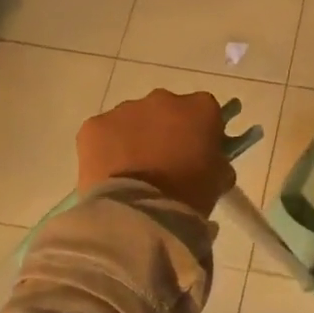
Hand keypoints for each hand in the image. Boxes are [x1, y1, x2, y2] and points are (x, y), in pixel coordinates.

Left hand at [76, 89, 236, 216]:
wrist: (140, 213)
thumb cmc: (189, 195)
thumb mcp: (219, 179)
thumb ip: (217, 161)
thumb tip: (210, 161)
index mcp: (200, 108)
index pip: (205, 111)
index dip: (201, 131)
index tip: (198, 152)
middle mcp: (163, 99)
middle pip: (166, 110)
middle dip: (165, 131)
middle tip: (164, 164)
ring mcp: (125, 110)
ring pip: (132, 120)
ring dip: (134, 138)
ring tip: (133, 173)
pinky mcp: (94, 126)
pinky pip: (103, 134)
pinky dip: (106, 149)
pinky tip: (109, 175)